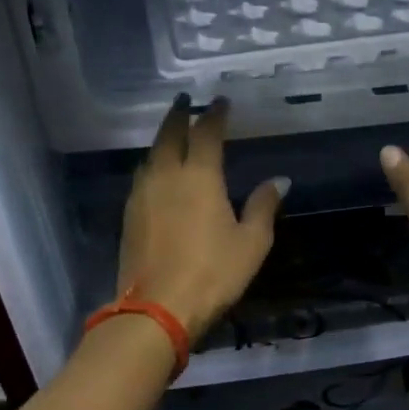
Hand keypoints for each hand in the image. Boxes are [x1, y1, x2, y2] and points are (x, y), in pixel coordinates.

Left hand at [117, 96, 288, 343]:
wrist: (158, 308)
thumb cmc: (213, 273)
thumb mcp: (251, 242)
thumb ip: (263, 206)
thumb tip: (279, 181)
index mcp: (199, 176)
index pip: (207, 133)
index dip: (215, 114)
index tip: (221, 101)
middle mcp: (166, 175)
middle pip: (170, 134)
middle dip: (179, 115)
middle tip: (186, 101)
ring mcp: (142, 195)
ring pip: (151, 154)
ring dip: (163, 138)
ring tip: (172, 132)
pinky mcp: (129, 216)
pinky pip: (142, 177)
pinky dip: (153, 164)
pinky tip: (157, 172)